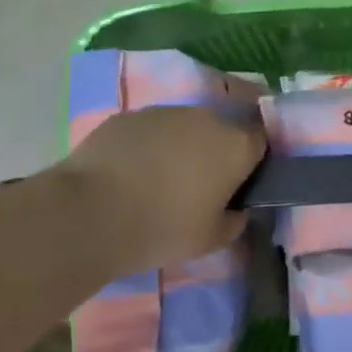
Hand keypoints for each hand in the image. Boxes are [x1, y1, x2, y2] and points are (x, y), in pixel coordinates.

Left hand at [58, 105, 265, 274]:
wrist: (89, 213)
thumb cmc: (162, 228)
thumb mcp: (211, 240)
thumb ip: (234, 221)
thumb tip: (235, 209)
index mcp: (235, 146)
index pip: (261, 141)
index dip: (254, 161)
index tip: (241, 183)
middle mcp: (207, 118)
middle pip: (223, 130)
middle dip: (217, 152)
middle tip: (202, 185)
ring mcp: (165, 112)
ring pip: (186, 127)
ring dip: (183, 147)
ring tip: (161, 180)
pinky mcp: (129, 115)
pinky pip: (152, 129)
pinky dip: (149, 146)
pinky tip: (131, 173)